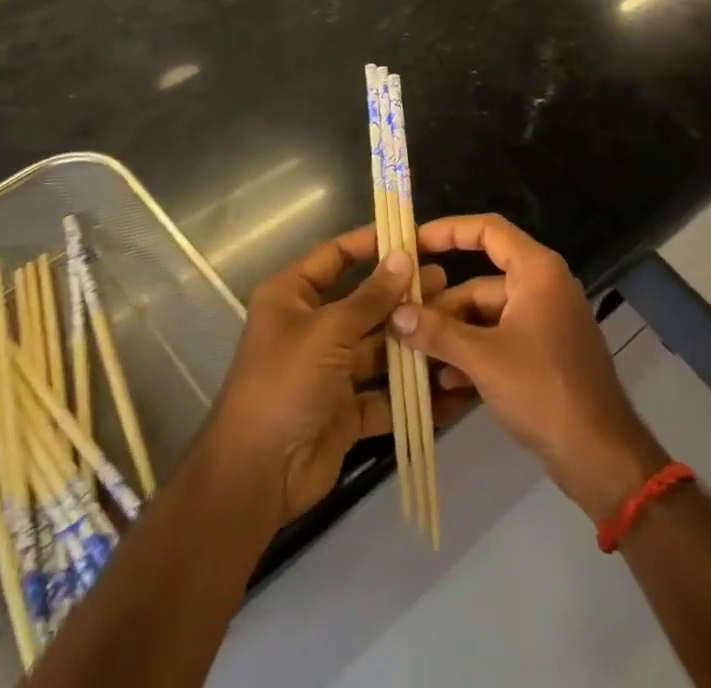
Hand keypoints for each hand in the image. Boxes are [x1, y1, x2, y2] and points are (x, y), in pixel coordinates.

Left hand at [203, 226, 445, 527]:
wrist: (257, 476)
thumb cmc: (286, 383)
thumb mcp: (329, 331)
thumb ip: (371, 297)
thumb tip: (403, 256)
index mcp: (292, 297)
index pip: (335, 257)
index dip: (370, 243)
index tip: (411, 234)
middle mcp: (311, 328)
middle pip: (363, 302)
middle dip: (401, 294)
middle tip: (444, 280)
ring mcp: (329, 371)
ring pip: (378, 347)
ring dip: (411, 339)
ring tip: (452, 322)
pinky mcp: (346, 409)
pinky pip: (384, 393)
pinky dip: (412, 391)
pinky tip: (448, 379)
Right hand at [391, 215, 668, 522]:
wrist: (600, 454)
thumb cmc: (543, 390)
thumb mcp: (483, 359)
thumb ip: (437, 332)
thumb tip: (395, 313)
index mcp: (536, 270)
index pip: (487, 230)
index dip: (448, 231)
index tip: (412, 243)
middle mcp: (542, 285)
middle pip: (481, 281)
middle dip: (442, 305)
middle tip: (401, 323)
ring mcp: (545, 320)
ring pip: (487, 315)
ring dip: (453, 336)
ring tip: (415, 358)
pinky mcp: (545, 352)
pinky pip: (500, 339)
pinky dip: (474, 354)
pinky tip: (446, 384)